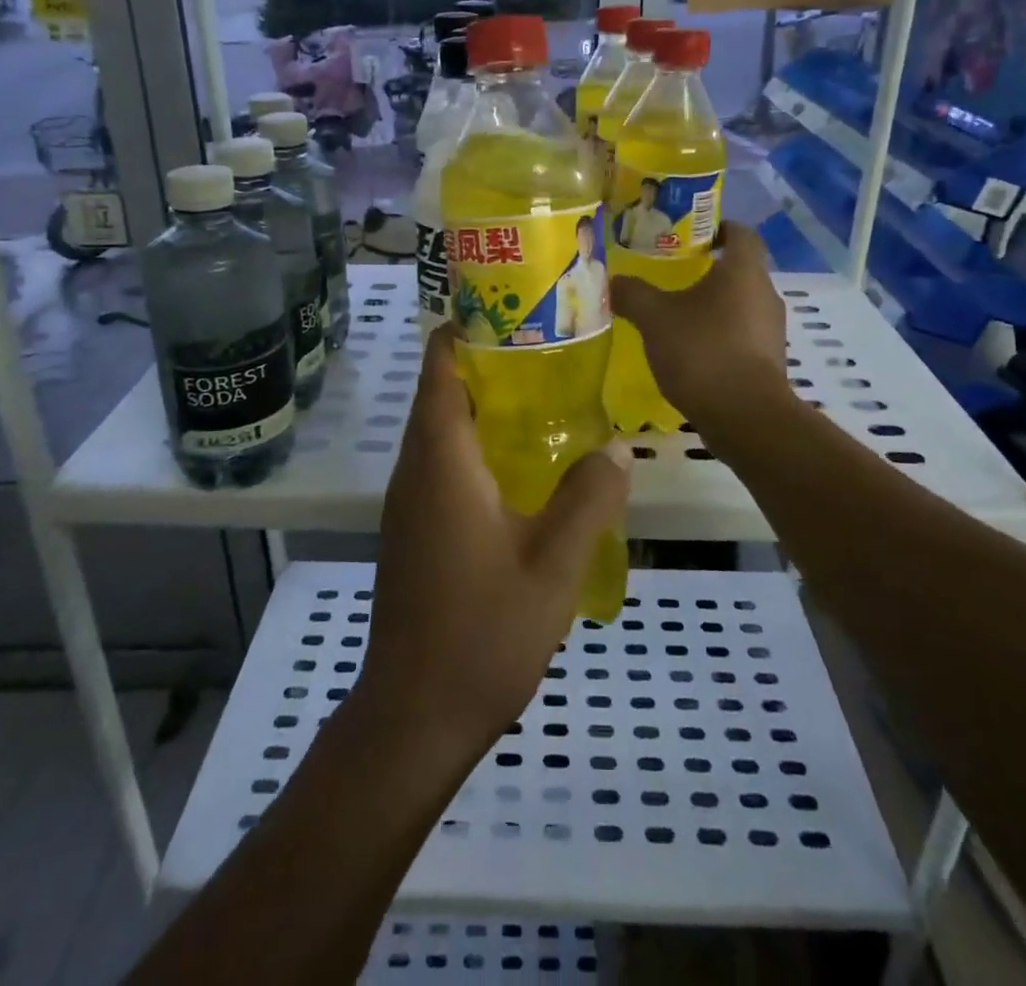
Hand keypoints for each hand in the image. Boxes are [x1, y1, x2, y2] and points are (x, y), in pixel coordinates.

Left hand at [361, 324, 632, 754]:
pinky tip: (524, 467)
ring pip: (441, 431)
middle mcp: (415, 470)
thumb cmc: (483, 632)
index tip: (514, 311)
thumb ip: (588, 498)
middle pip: (441, 393)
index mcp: (440, 461)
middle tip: (552, 352)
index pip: (439, 367)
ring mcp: (409, 503)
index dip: (466, 329)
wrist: (416, 715)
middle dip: (487, 364)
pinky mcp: (413, 530)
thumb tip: (616, 446)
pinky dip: (476, 446)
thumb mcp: (553, 563)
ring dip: (483, 408)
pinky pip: (442, 465)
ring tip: (547, 399)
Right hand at [609, 221, 788, 425]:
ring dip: (714, 306)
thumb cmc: (702, 352)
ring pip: (741, 305)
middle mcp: (765, 294)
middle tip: (673, 275)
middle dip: (709, 270)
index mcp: (744, 272)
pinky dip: (720, 336)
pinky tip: (692, 351)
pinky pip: (742, 336)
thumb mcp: (655, 318)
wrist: (745, 417)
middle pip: (740, 271)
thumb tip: (613, 281)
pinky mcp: (769, 362)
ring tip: (678, 315)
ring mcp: (771, 331)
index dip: (719, 228)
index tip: (692, 234)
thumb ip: (633, 294)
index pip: (742, 233)